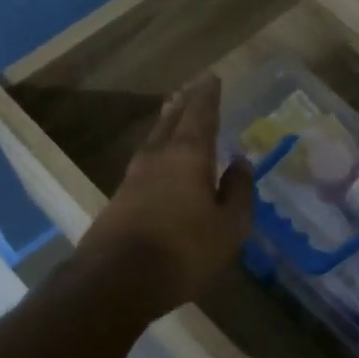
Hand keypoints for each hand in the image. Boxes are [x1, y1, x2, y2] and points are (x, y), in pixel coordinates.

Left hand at [77, 75, 253, 315]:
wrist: (117, 280)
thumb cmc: (184, 251)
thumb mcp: (228, 226)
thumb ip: (238, 191)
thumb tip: (241, 161)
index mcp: (188, 156)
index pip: (201, 115)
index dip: (208, 96)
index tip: (212, 77)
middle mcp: (158, 158)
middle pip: (172, 121)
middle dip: (184, 103)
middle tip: (192, 86)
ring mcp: (134, 178)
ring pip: (154, 139)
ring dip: (166, 122)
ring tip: (173, 112)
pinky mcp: (120, 199)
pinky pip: (145, 161)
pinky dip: (157, 149)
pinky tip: (159, 158)